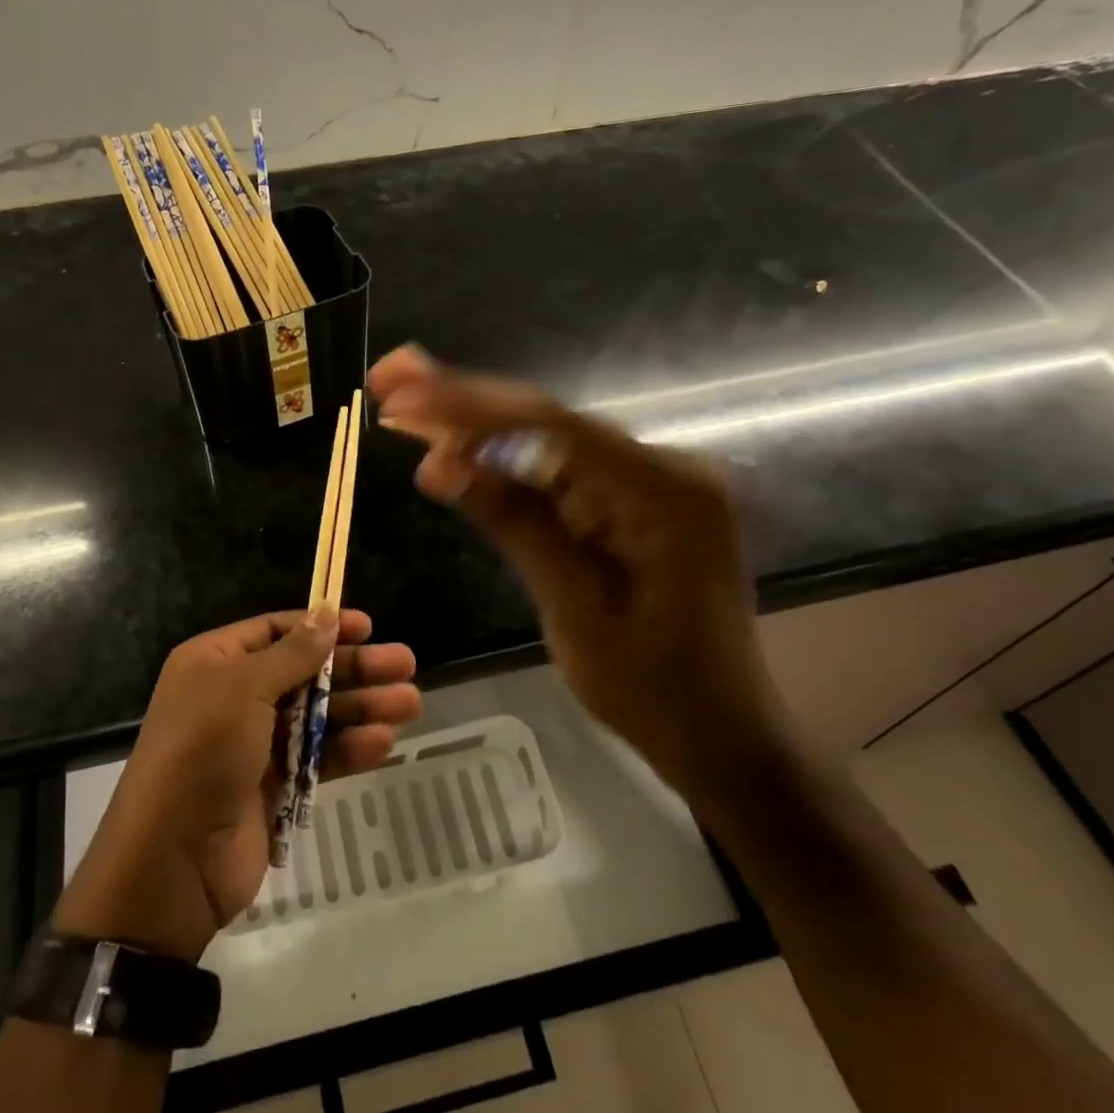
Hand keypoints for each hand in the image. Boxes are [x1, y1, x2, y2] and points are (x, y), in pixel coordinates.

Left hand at [54, 609, 421, 961]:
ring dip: (363, 707)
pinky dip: (349, 748)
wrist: (172, 860)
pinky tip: (384, 742)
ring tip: (411, 703)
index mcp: (216, 662)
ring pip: (318, 715)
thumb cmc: (203, 750)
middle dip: (355, 668)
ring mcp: (255, 743)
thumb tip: (327, 615)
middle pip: (305, 672)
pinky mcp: (274, 786)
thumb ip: (292, 653)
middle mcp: (234, 696)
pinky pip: (318, 757)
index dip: (320, 626)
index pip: (275, 631)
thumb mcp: (243, 688)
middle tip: (405, 664)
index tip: (367, 626)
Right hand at [368, 346, 781, 793]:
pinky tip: (453, 448)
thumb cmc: (656, 690)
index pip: (552, 427)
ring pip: (546, 440)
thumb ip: (516, 525)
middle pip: (547, 421)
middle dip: (463, 400)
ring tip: (405, 404)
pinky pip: (557, 470)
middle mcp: (663, 465)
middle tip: (391, 376)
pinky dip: (503, 464)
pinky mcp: (629, 498)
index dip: (469, 406)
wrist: (722, 736)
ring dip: (475, 426)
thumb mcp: (578, 612)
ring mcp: (647, 479)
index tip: (400, 396)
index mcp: (666, 489)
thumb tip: (440, 464)